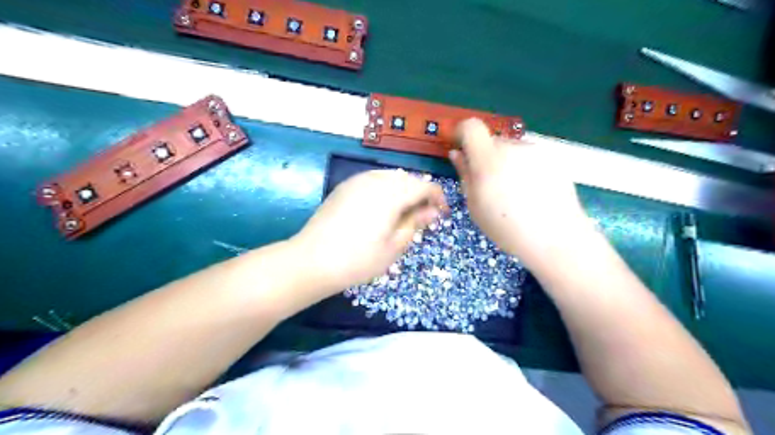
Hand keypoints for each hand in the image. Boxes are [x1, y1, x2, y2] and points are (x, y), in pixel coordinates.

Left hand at [291, 168, 448, 293]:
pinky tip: (381, 208)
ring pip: (390, 176)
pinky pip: (372, 179)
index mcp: (392, 193)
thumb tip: (432, 211)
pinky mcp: (344, 186)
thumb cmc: (358, 260)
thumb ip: (415, 224)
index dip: (438, 197)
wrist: (312, 260)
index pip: (424, 186)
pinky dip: (384, 188)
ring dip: (402, 189)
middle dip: (420, 193)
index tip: (442, 214)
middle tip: (422, 216)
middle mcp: (375, 179)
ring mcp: (357, 180)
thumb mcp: (394, 246)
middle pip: (407, 178)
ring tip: (402, 212)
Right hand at [449, 119, 594, 268]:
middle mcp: (512, 148)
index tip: (460, 146)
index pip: (471, 127)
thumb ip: (465, 175)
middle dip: (485, 156)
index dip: (462, 132)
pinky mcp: (552, 158)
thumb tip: (456, 154)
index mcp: (488, 159)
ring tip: (513, 192)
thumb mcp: (475, 205)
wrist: (555, 238)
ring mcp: (535, 151)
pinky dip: (523, 168)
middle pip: (492, 141)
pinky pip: (529, 157)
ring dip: (505, 163)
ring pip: (511, 149)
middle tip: (489, 184)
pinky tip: (531, 192)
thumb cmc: (507, 227)